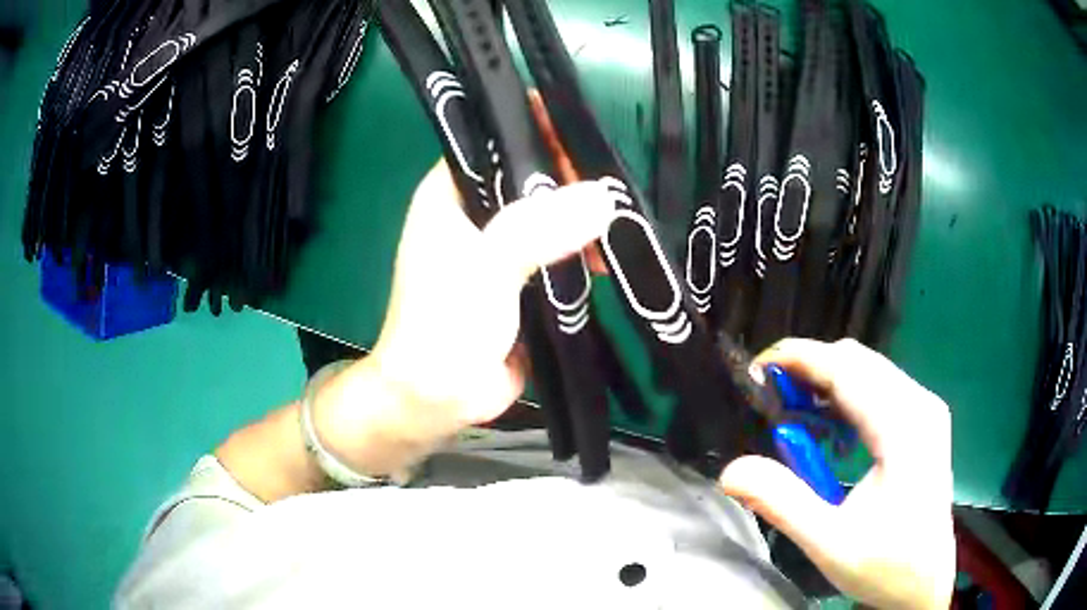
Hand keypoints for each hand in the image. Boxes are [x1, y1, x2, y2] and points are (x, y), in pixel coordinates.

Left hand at [310, 161, 614, 472]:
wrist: (437, 399)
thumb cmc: (444, 324)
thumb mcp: (486, 266)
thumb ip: (541, 227)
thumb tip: (606, 197)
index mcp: (449, 192)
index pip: (494, 140)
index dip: (535, 131)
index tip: (581, 132)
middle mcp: (474, 212)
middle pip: (528, 176)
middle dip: (569, 179)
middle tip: (612, 186)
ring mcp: (500, 247)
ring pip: (548, 214)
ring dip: (581, 219)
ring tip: (617, 225)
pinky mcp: (522, 280)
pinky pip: (558, 252)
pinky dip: (582, 252)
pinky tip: (607, 258)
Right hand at [719, 338, 954, 609]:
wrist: (924, 583)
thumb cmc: (884, 566)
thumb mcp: (828, 543)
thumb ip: (782, 502)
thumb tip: (730, 470)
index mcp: (904, 428)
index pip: (847, 368)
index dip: (799, 359)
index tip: (756, 369)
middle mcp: (920, 405)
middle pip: (858, 361)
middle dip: (810, 370)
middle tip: (770, 401)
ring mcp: (925, 410)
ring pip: (869, 371)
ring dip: (827, 385)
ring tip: (794, 417)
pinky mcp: (923, 421)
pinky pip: (880, 389)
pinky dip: (846, 398)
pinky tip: (831, 432)